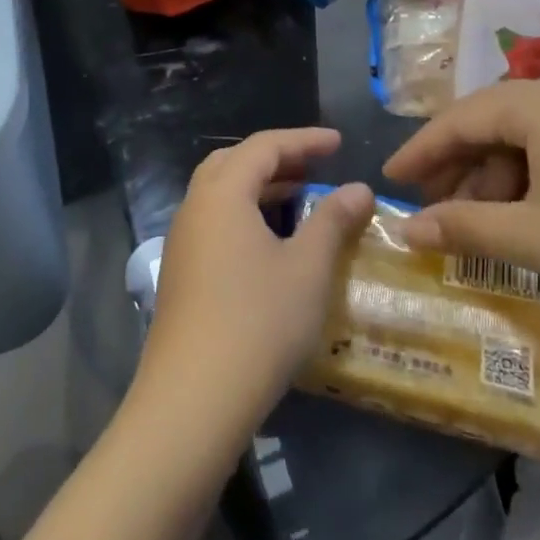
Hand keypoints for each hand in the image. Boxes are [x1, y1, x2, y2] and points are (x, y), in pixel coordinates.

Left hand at [135, 129, 373, 441]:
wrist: (192, 399)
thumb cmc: (258, 322)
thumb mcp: (307, 269)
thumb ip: (332, 221)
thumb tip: (358, 187)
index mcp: (222, 192)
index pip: (264, 146)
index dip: (304, 140)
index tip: (339, 143)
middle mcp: (195, 206)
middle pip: (235, 162)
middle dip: (277, 159)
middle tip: (315, 167)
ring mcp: (182, 240)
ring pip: (221, 193)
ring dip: (259, 188)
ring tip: (299, 200)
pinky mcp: (181, 271)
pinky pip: (215, 221)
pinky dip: (245, 214)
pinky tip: (270, 243)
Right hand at [383, 80, 539, 338]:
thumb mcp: (534, 240)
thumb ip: (464, 228)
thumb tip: (408, 229)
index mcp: (539, 104)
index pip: (458, 119)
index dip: (419, 151)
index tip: (389, 178)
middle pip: (490, 123)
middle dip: (456, 166)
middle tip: (433, 208)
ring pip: (525, 136)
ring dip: (494, 176)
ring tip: (482, 222)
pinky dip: (531, 177)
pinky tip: (530, 216)